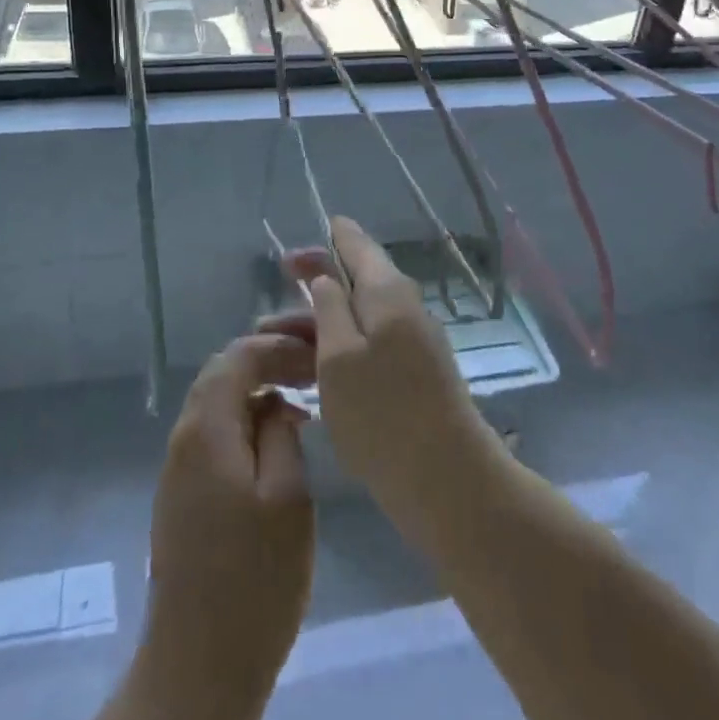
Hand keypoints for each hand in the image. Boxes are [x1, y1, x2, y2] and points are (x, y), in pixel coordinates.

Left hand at [140, 327, 316, 715]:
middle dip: (266, 362)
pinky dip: (246, 422)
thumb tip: (275, 405)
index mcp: (205, 429)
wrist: (199, 666)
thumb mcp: (287, 496)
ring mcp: (178, 470)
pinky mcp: (183, 498)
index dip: (278, 346)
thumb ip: (281, 433)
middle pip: (222, 375)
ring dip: (256, 392)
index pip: (238, 357)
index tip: (316, 353)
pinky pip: (215, 436)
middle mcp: (183, 439)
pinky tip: (277, 443)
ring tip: (301, 401)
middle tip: (311, 370)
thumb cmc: (254, 579)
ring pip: (217, 405)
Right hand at [286, 217, 498, 535]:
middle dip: (314, 291)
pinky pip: (372, 343)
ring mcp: (415, 340)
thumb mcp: (338, 355)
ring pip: (361, 317)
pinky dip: (341, 347)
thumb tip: (326, 276)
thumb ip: (329, 307)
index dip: (325, 241)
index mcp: (388, 291)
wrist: (447, 479)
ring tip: (279, 345)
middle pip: (357, 282)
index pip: (356, 244)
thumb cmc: (382, 412)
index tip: (290, 254)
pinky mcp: (417, 372)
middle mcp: (406, 306)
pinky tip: (316, 370)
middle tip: (271, 313)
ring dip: (322, 325)